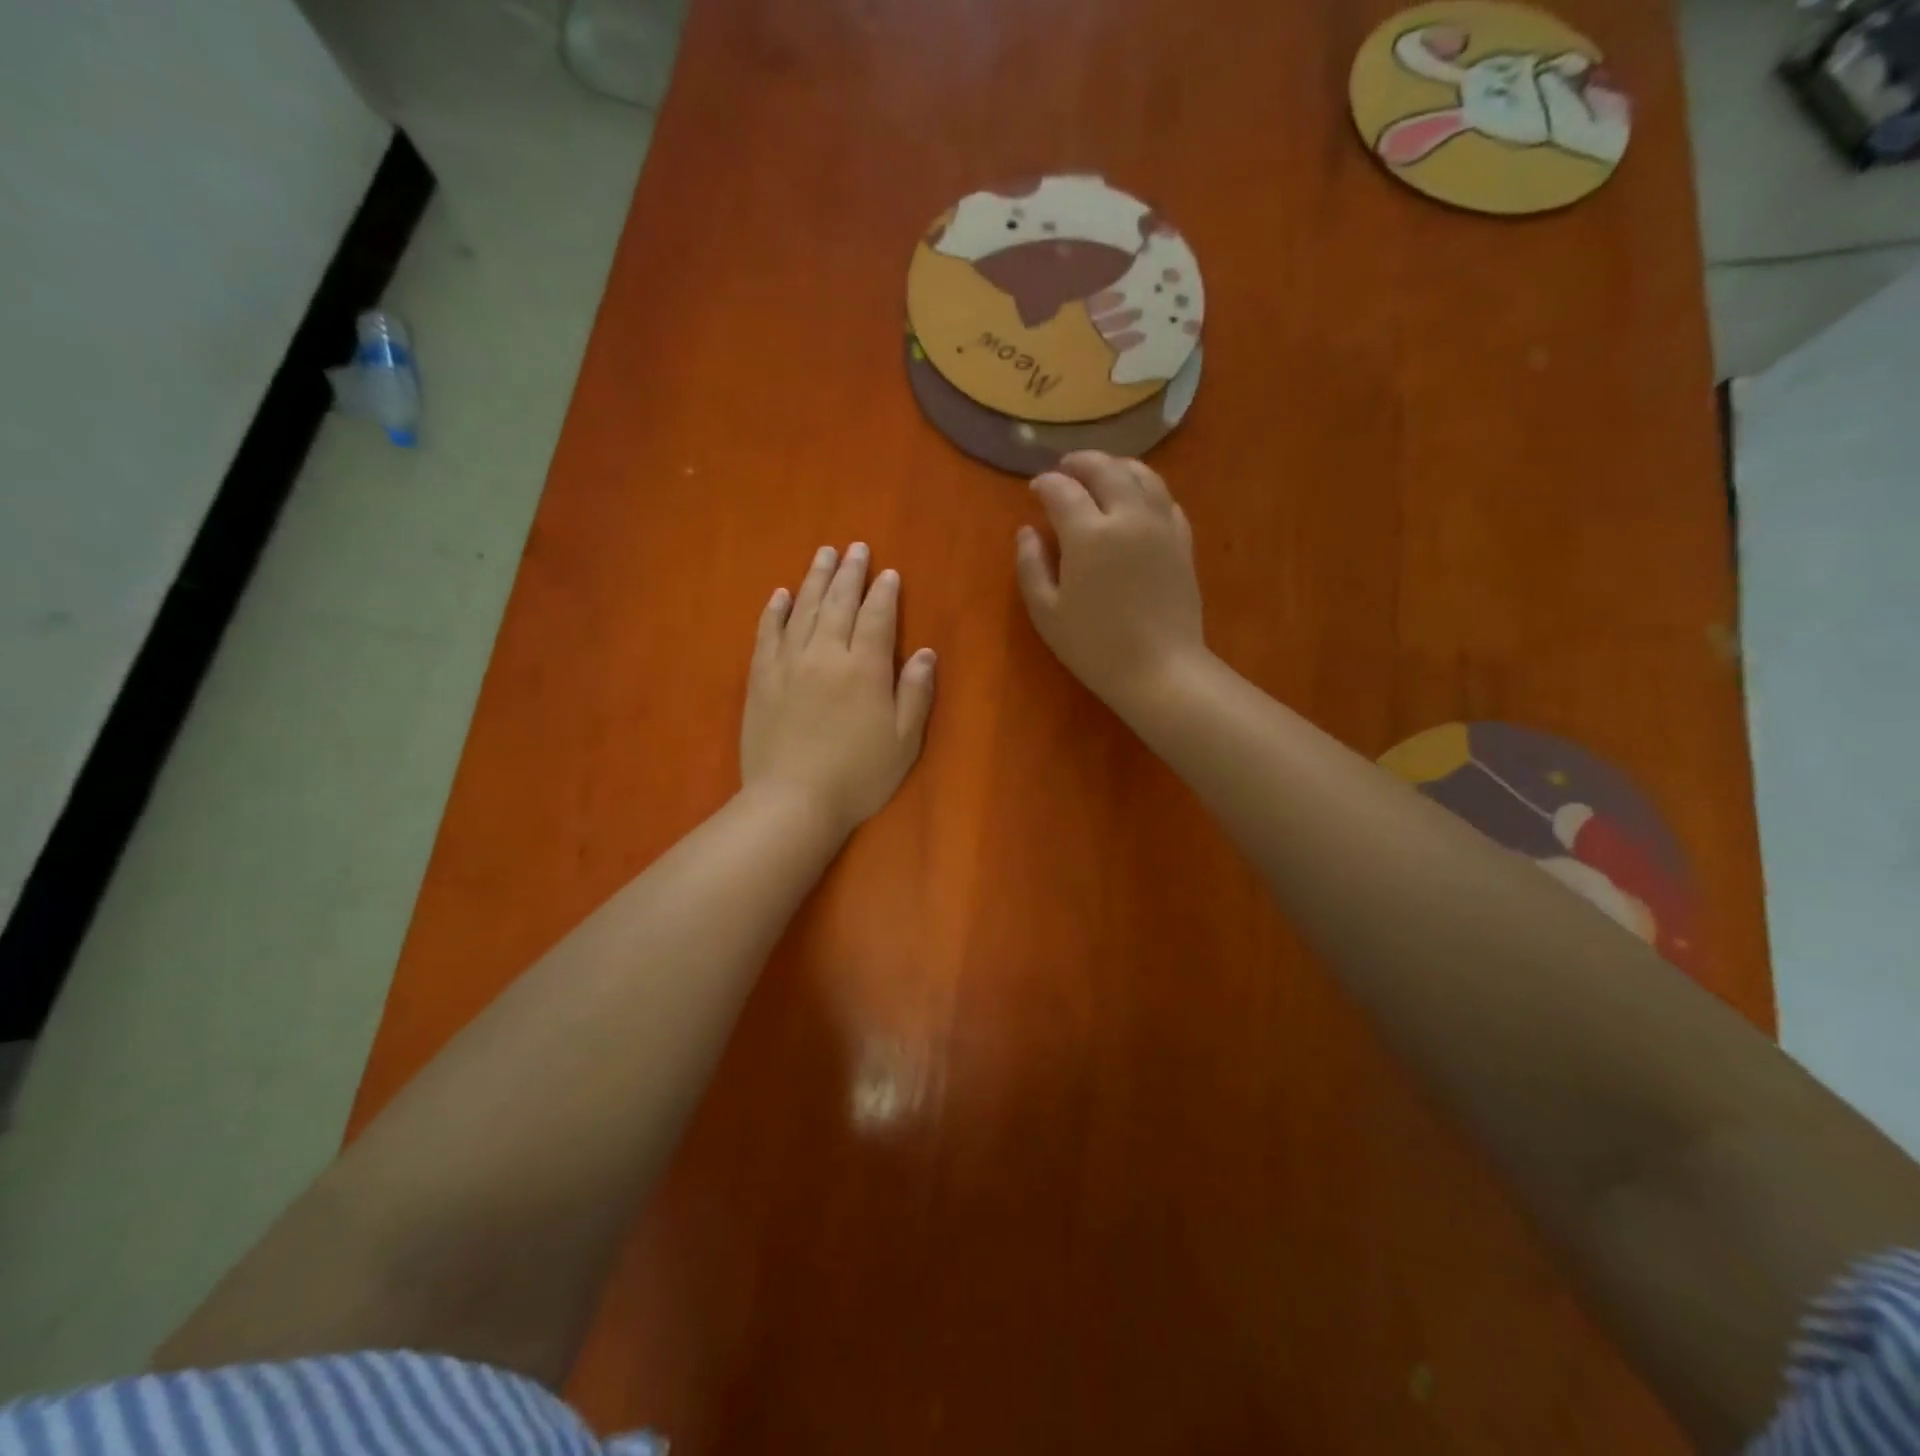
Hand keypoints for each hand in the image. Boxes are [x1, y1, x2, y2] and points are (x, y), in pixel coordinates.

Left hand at [741, 543, 936, 837]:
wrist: (793, 801)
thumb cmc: (858, 776)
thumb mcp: (904, 741)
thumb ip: (915, 693)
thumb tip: (925, 653)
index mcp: (864, 667)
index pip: (877, 617)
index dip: (885, 593)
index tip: (888, 573)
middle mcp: (825, 653)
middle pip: (838, 603)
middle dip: (849, 573)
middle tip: (854, 548)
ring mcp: (788, 663)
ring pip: (803, 609)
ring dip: (815, 579)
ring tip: (823, 554)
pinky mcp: (761, 678)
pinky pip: (767, 633)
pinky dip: (775, 610)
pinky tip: (781, 594)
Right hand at [1016, 452, 1206, 716]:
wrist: (1159, 669)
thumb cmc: (1094, 646)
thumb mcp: (1046, 613)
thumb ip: (1031, 566)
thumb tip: (1027, 531)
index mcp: (1089, 534)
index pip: (1063, 490)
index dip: (1045, 484)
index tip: (1035, 488)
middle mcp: (1128, 517)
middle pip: (1106, 469)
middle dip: (1082, 462)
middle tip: (1066, 468)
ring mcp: (1161, 526)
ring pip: (1143, 475)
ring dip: (1118, 466)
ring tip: (1102, 472)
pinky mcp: (1183, 541)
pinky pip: (1166, 500)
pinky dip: (1147, 489)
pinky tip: (1138, 499)